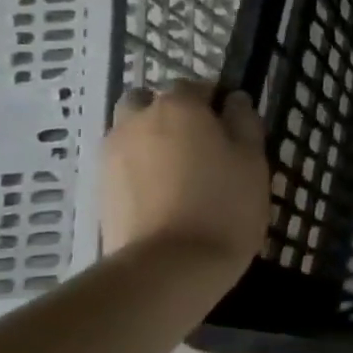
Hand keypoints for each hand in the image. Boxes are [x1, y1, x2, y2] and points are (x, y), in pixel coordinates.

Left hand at [101, 80, 270, 271]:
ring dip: (151, 140)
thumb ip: (244, 122)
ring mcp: (112, 154)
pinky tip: (163, 195)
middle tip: (201, 145)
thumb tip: (234, 100)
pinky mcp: (100, 188)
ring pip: (132, 132)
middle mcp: (137, 120)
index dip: (216, 102)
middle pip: (151, 102)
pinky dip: (140, 170)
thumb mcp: (253, 160)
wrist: (170, 266)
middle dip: (172, 114)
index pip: (197, 86)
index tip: (233, 127)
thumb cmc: (225, 204)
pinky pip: (123, 164)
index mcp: (179, 106)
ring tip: (180, 173)